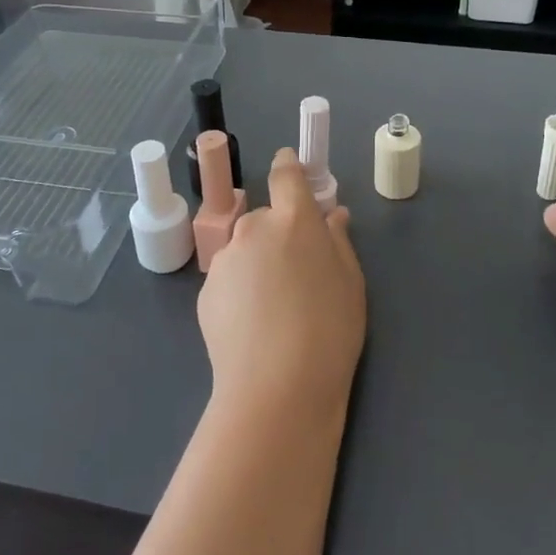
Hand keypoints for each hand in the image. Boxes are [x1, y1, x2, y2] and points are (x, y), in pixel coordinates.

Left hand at [198, 149, 366, 419]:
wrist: (276, 388)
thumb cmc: (329, 331)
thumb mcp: (351, 283)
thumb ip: (338, 241)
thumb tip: (332, 215)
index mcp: (293, 219)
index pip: (285, 174)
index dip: (288, 166)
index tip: (290, 166)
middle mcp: (254, 229)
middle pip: (266, 219)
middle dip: (279, 235)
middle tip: (298, 273)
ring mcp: (225, 260)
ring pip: (245, 250)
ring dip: (258, 264)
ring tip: (275, 309)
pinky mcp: (205, 291)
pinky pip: (230, 279)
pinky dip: (241, 291)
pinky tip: (254, 326)